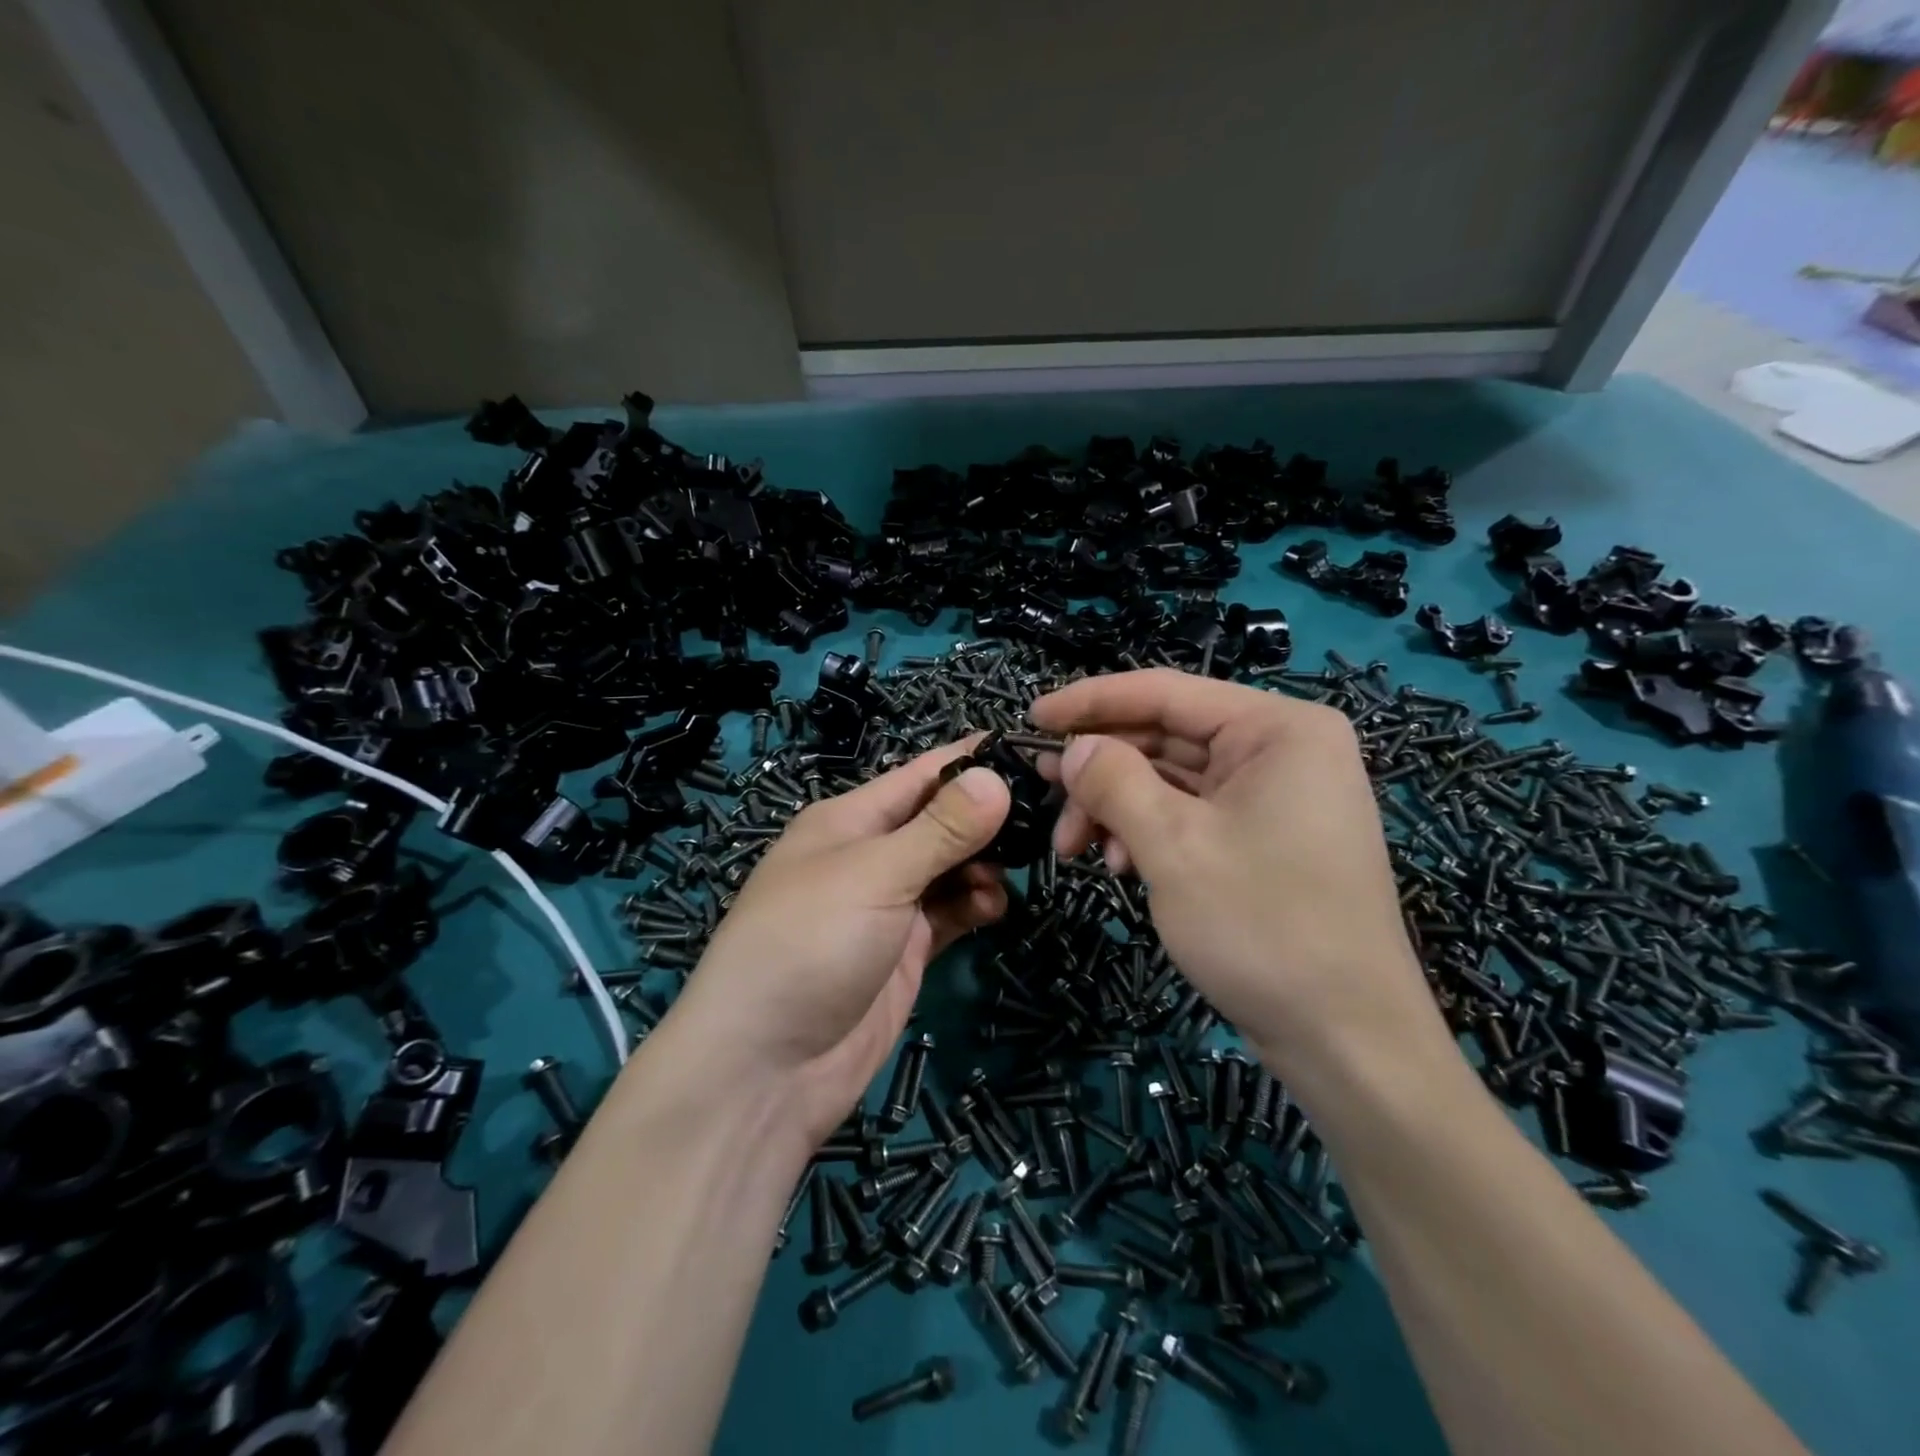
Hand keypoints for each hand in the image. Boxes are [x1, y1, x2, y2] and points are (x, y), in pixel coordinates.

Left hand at [664, 741, 1011, 1144]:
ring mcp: (888, 906)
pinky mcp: (904, 950)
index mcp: (849, 820)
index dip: (972, 760)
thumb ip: (941, 828)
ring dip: (983, 866)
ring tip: (1006, 875)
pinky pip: (950, 913)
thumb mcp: (876, 875)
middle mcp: (869, 855)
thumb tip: (995, 777)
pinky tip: (992, 909)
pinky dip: (974, 905)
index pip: (920, 774)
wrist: (768, 1069)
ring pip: (950, 868)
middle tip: (1045, 820)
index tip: (1032, 752)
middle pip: (940, 821)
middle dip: (986, 818)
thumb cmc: (811, 944)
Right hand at [1030, 670, 1449, 1081]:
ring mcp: (1280, 796)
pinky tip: (1119, 866)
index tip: (1032, 719)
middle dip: (1101, 769)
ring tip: (1074, 848)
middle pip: (1168, 737)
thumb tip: (1073, 748)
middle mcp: (1285, 749)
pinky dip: (1148, 832)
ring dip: (1118, 807)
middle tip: (1042, 791)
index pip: (1166, 692)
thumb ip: (1113, 781)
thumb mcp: (1172, 845)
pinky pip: (1194, 814)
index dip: (1091, 702)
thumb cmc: (1262, 927)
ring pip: (1174, 780)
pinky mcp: (1269, 838)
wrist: (1348, 1042)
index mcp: (1279, 729)